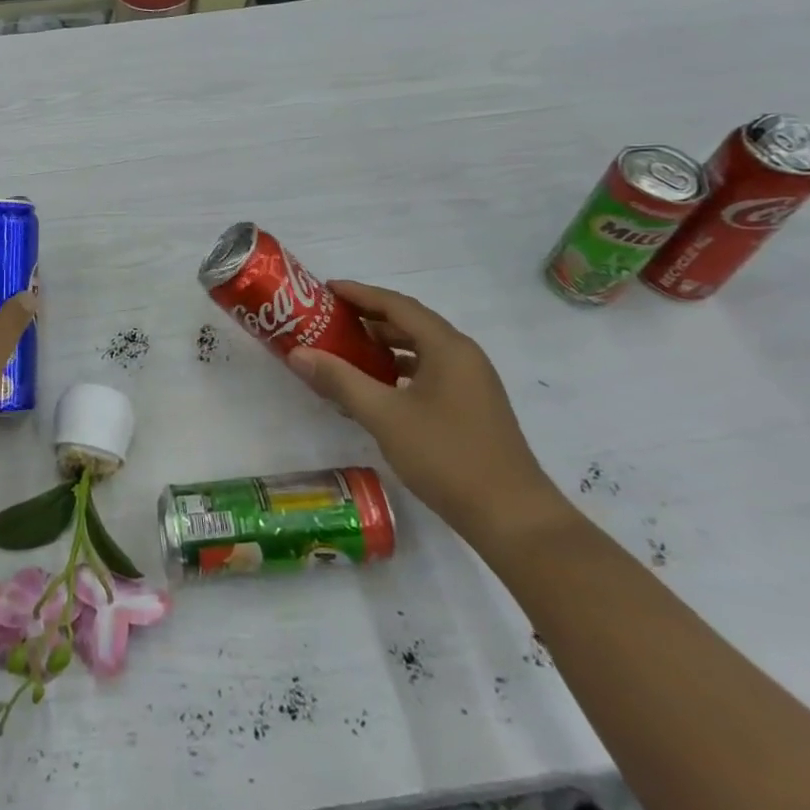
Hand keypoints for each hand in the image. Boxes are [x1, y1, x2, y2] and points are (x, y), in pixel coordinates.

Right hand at [286, 282, 569, 549]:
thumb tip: (296, 353)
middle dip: (367, 319)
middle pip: (409, 323)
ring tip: (344, 351)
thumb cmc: (447, 456)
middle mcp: (462, 355)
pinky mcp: (471, 407)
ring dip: (382, 346)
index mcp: (447, 347)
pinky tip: (375, 388)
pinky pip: (428, 372)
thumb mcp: (384, 415)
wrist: (513, 519)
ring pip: (419, 350)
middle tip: (328, 320)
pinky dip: (398, 370)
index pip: (396, 304)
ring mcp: (471, 382)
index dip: (359, 294)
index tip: (324, 290)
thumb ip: (340, 380)